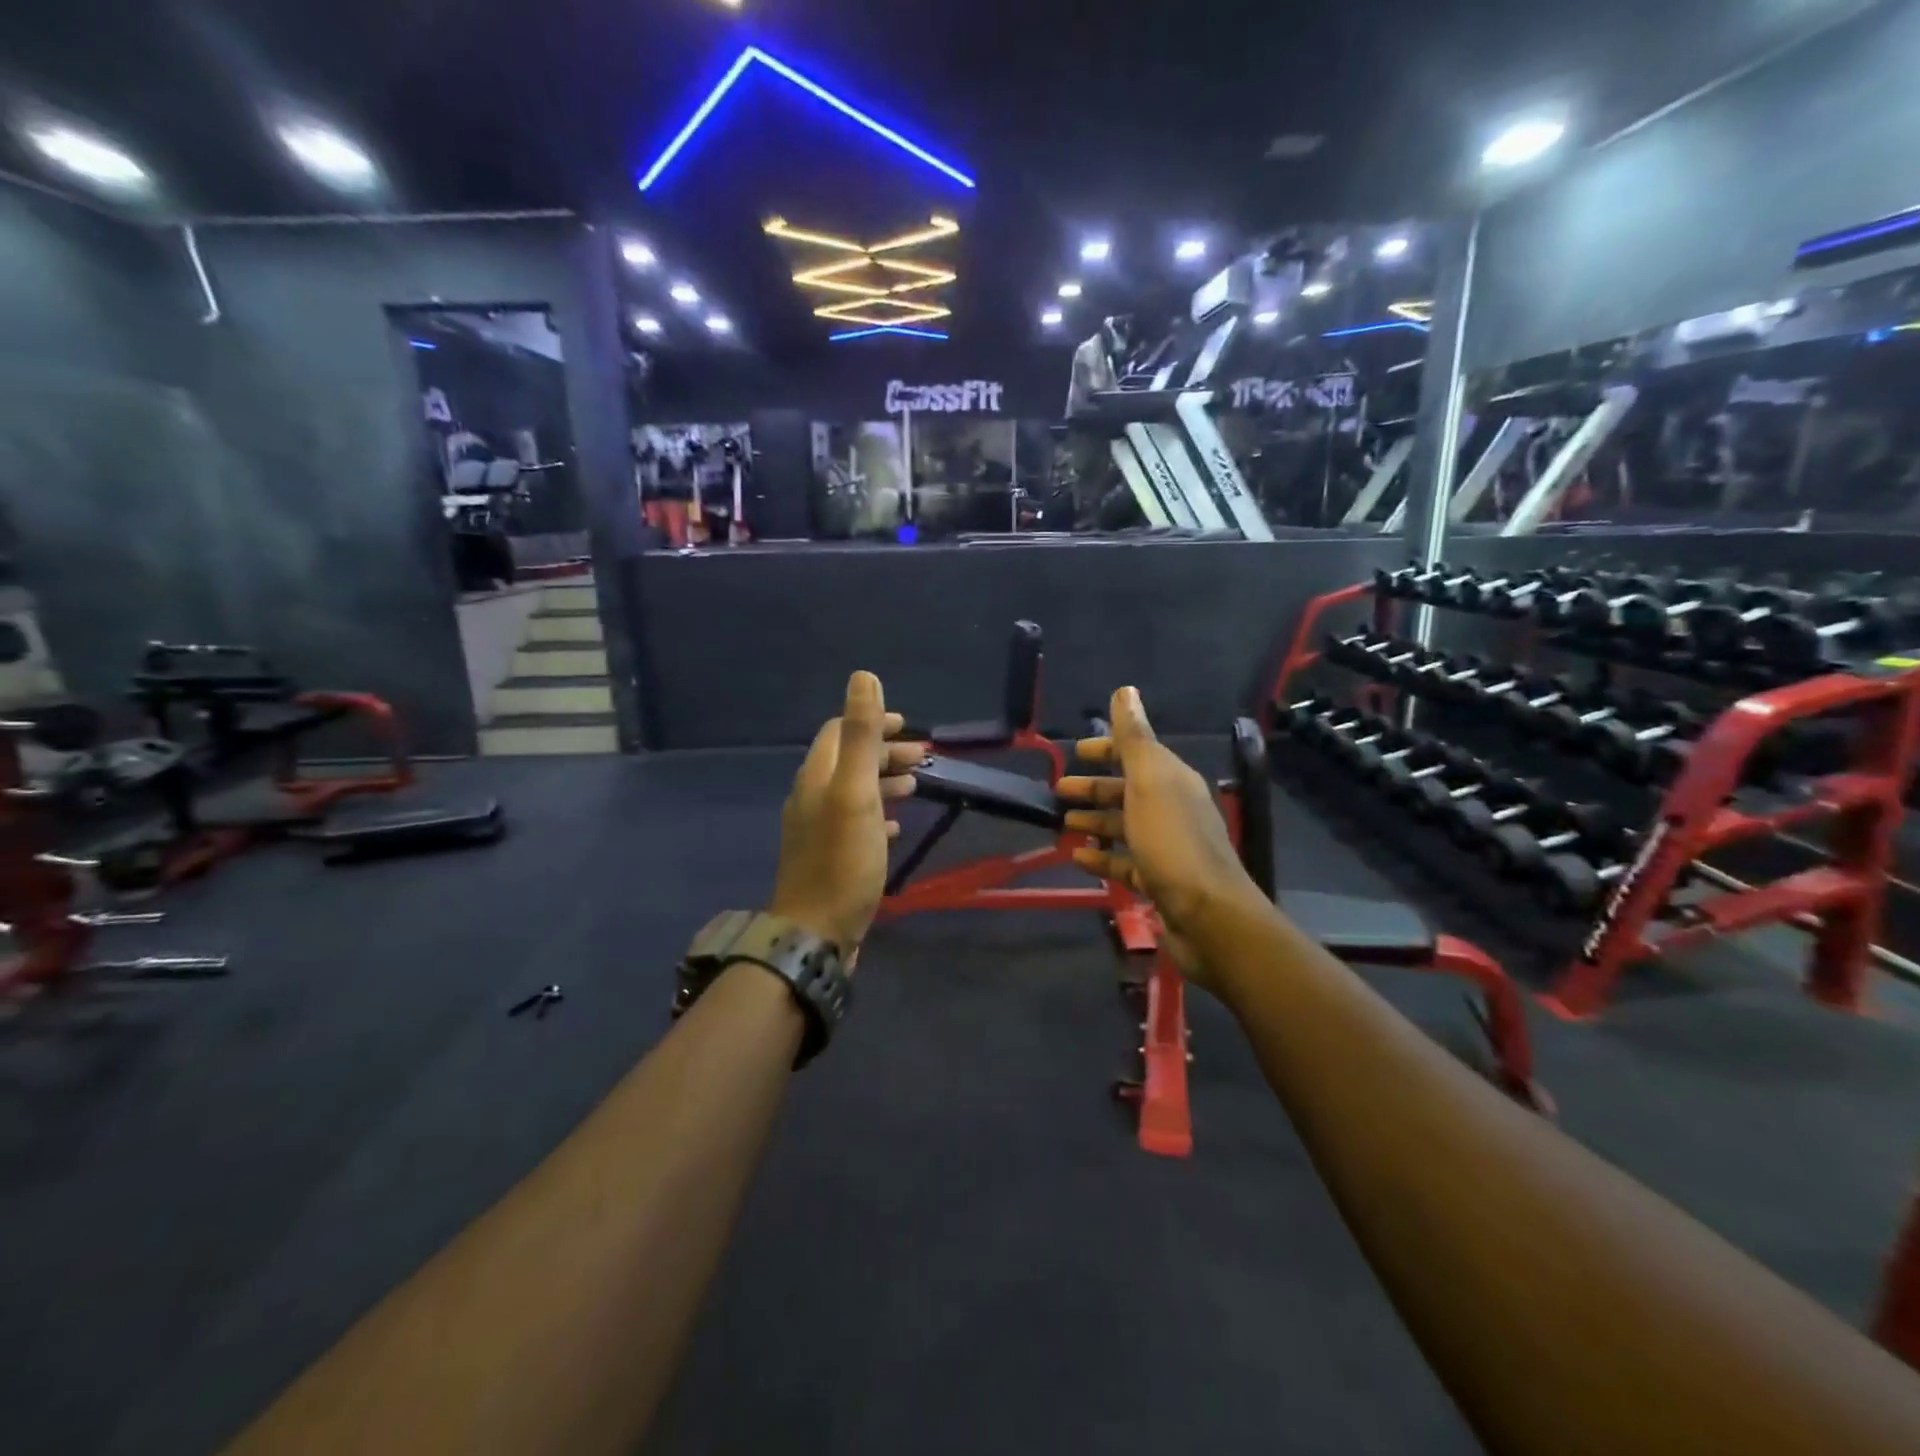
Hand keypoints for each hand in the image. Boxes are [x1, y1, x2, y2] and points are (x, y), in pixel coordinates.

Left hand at [769, 671, 923, 959]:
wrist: (816, 932)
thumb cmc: (843, 860)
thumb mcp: (855, 792)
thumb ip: (859, 735)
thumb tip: (863, 676)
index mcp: (817, 776)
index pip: (840, 731)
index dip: (873, 723)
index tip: (909, 729)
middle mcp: (812, 796)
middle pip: (848, 760)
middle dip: (885, 753)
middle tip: (924, 760)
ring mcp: (818, 828)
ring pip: (854, 791)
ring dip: (885, 781)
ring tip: (917, 786)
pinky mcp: (829, 855)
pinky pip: (855, 821)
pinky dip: (878, 813)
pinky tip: (897, 826)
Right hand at [1057, 686, 1264, 974]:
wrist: (1208, 915)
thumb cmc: (1172, 842)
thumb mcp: (1150, 781)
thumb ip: (1134, 738)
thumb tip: (1125, 690)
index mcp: (1172, 781)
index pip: (1136, 754)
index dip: (1106, 749)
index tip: (1074, 752)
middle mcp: (1172, 809)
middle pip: (1127, 791)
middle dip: (1093, 788)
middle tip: (1057, 790)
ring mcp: (1166, 847)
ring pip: (1123, 827)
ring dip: (1094, 822)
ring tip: (1062, 824)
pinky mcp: (1159, 881)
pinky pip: (1123, 863)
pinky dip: (1101, 858)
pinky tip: (1077, 859)